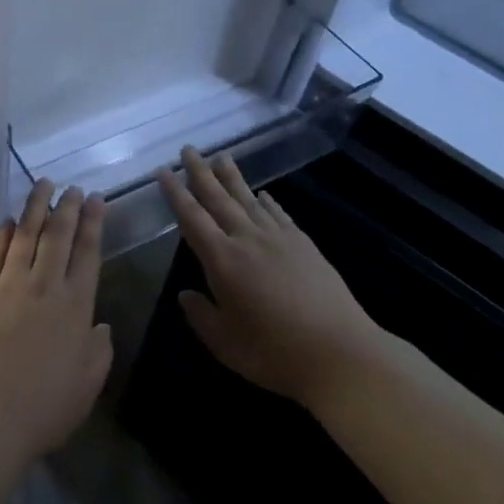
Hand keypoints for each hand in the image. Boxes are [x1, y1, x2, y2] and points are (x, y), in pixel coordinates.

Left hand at [0, 179, 112, 466]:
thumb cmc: (43, 407)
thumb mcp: (87, 384)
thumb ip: (99, 350)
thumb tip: (100, 325)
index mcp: (76, 306)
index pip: (87, 252)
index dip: (93, 222)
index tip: (95, 199)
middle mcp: (45, 285)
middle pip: (58, 235)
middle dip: (67, 206)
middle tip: (72, 187)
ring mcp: (9, 285)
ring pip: (26, 234)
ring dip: (36, 207)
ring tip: (43, 184)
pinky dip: (4, 233)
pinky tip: (10, 220)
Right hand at [158, 147, 377, 406]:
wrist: (340, 353)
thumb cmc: (275, 354)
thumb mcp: (226, 344)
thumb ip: (201, 316)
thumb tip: (185, 295)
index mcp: (223, 261)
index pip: (192, 218)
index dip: (176, 193)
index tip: (163, 171)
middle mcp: (248, 240)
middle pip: (219, 199)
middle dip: (201, 173)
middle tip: (189, 149)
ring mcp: (279, 239)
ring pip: (249, 199)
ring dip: (232, 177)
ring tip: (221, 157)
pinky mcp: (304, 244)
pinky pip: (278, 214)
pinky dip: (266, 200)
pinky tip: (262, 193)